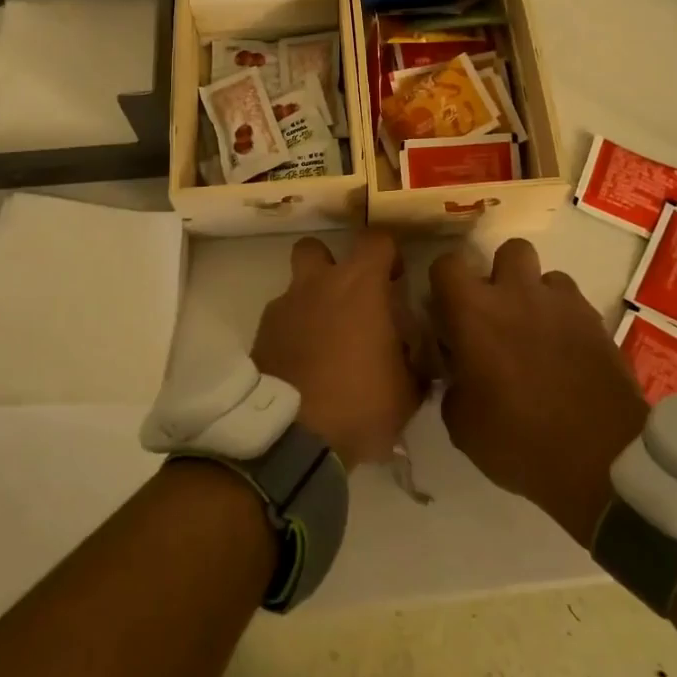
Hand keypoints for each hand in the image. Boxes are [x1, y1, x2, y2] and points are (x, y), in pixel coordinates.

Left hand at [252, 232, 426, 467]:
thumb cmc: (360, 403)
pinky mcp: (261, 335)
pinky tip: (304, 365)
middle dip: (330, 263)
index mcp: (359, 285)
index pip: (376, 240)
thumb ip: (414, 362)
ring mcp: (283, 308)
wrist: (292, 436)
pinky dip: (293, 334)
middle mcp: (317, 284)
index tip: (395, 279)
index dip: (388, 253)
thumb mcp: (408, 390)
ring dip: (310, 303)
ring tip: (325, 341)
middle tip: (349, 297)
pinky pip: (281, 322)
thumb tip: (415, 356)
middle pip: (315, 246)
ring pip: (296, 287)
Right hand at [431, 239, 646, 546]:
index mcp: (475, 312)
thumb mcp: (462, 425)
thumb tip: (459, 372)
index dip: (444, 284)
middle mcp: (518, 294)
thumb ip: (453, 384)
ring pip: (548, 277)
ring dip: (538, 297)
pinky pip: (575, 305)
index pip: (447, 264)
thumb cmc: (519, 441)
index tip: (448, 313)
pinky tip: (566, 354)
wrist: (603, 461)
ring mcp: (564, 304)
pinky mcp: (598, 322)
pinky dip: (566, 320)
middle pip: (509, 250)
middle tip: (499, 313)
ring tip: (538, 334)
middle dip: (502, 274)